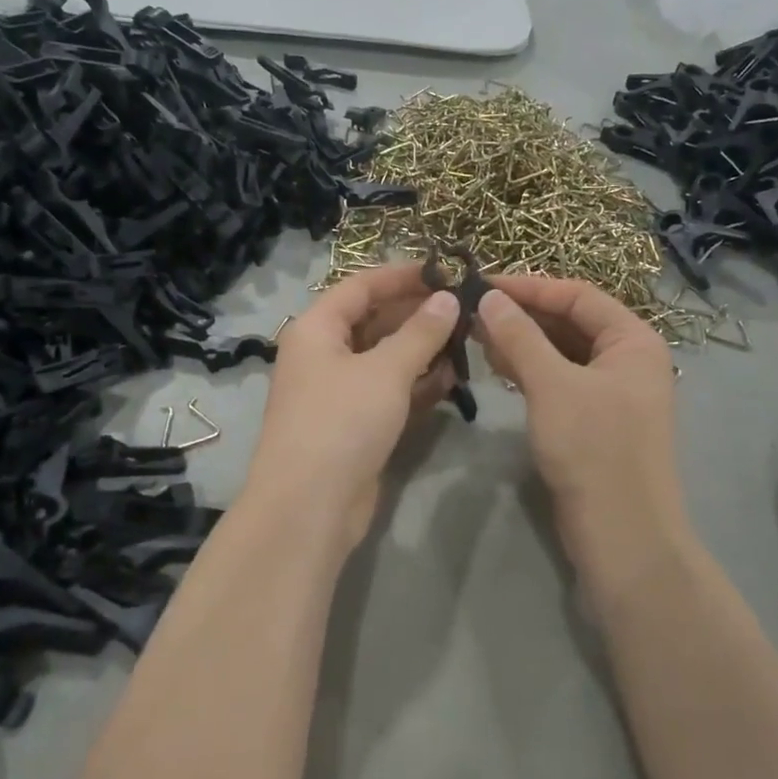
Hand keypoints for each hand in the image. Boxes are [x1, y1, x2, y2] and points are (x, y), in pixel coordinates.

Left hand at [245, 263, 460, 551]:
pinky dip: (417, 385)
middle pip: (375, 322)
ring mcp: (339, 392)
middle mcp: (324, 355)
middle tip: (467, 312)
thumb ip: (421, 332)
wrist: (309, 506)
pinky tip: (452, 381)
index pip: (361, 286)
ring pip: (386, 360)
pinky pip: (389, 392)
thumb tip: (448, 299)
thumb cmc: (342, 422)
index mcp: (317, 329)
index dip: (403, 276)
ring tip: (468, 344)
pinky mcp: (355, 425)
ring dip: (423, 352)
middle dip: (419, 316)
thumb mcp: (385, 370)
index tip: (446, 272)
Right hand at [474, 276, 693, 592]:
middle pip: (570, 322)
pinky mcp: (592, 420)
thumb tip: (489, 298)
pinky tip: (498, 368)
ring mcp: (610, 392)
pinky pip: (558, 381)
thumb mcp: (552, 385)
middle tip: (472, 313)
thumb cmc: (593, 448)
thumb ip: (520, 337)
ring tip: (476, 338)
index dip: (530, 287)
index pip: (578, 295)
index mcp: (633, 340)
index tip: (482, 284)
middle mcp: (626, 359)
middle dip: (522, 316)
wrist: (620, 532)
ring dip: (522, 343)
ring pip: (561, 353)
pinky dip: (530, 371)